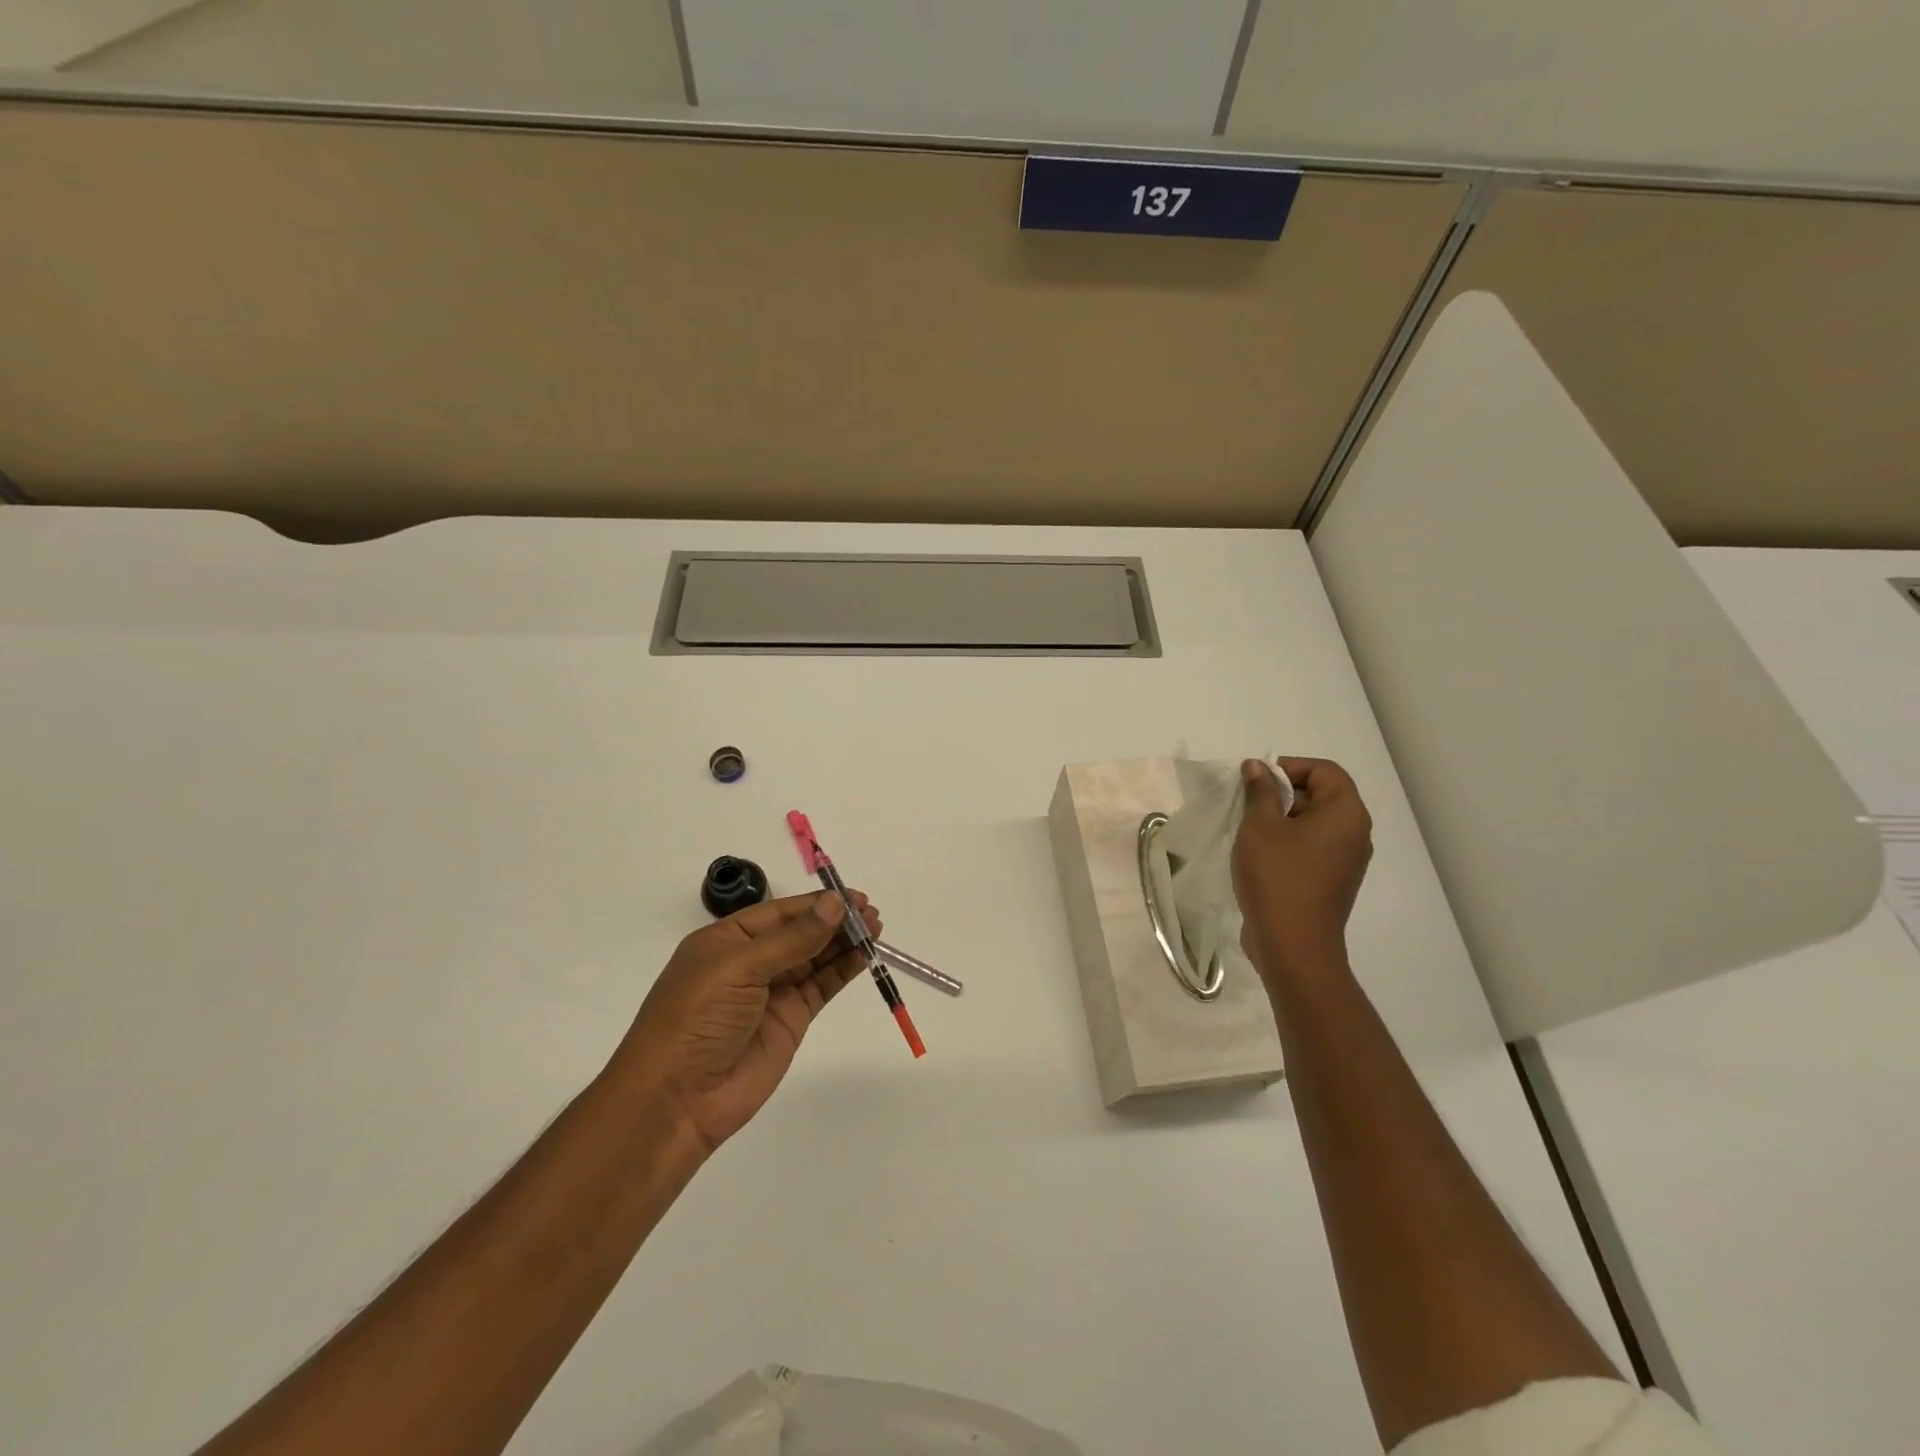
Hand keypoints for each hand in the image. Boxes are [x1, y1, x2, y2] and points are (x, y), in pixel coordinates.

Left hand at [608, 891, 880, 1153]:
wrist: (677, 1101)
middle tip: (872, 914)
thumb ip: (792, 939)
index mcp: (727, 940)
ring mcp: (772, 992)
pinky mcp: (790, 1020)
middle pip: (801, 932)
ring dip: (844, 942)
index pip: (780, 912)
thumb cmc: (696, 1020)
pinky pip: (822, 986)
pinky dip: (843, 970)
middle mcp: (751, 962)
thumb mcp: (739, 969)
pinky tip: (864, 955)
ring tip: (876, 929)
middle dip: (835, 921)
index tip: (853, 897)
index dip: (817, 903)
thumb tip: (835, 904)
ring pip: (815, 957)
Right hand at [1232, 757, 1372, 984]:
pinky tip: (1259, 857)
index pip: (1324, 770)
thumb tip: (1257, 766)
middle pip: (1321, 795)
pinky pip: (1312, 848)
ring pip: (1314, 824)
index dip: (1289, 767)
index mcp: (1346, 814)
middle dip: (1283, 793)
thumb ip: (1260, 791)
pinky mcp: (1333, 882)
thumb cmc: (1277, 877)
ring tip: (1250, 832)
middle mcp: (1355, 834)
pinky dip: (1288, 843)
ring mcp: (1346, 861)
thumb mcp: (1260, 826)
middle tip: (1248, 806)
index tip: (1256, 781)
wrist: (1292, 945)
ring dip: (1282, 820)